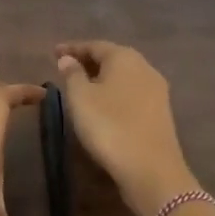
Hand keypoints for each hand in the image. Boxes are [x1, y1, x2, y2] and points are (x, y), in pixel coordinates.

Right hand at [53, 41, 197, 215]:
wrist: (151, 169)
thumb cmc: (110, 126)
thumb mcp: (81, 98)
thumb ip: (72, 74)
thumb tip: (68, 59)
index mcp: (124, 57)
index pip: (95, 45)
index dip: (73, 48)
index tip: (54, 53)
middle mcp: (145, 67)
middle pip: (112, 58)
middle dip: (88, 61)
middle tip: (66, 68)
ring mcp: (156, 90)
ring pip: (124, 76)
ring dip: (102, 78)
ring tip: (81, 87)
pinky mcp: (160, 112)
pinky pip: (132, 93)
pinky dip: (114, 93)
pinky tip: (103, 105)